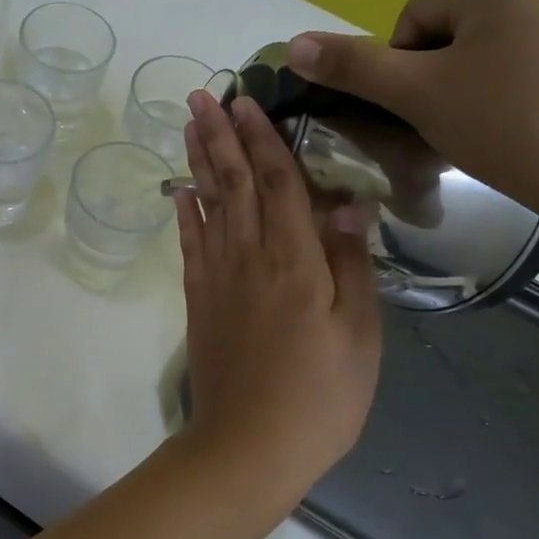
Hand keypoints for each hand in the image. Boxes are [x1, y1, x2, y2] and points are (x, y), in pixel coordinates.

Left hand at [176, 92, 382, 485]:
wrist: (249, 445)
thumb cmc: (321, 396)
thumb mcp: (359, 334)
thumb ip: (352, 263)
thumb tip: (348, 202)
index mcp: (296, 261)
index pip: (278, 183)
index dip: (263, 139)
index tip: (246, 101)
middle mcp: (249, 256)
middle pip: (234, 182)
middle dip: (218, 135)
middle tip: (201, 94)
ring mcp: (217, 276)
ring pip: (207, 203)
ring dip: (198, 160)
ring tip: (187, 124)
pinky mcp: (198, 298)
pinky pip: (189, 243)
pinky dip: (183, 211)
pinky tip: (179, 189)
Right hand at [287, 0, 538, 234]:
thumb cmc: (505, 127)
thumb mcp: (415, 95)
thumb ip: (352, 66)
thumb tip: (293, 44)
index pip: (415, 17)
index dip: (399, 66)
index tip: (414, 108)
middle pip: (455, 33)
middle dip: (437, 77)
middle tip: (444, 124)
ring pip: (496, 54)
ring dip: (473, 88)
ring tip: (484, 134)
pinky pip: (538, 70)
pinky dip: (517, 98)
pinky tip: (525, 135)